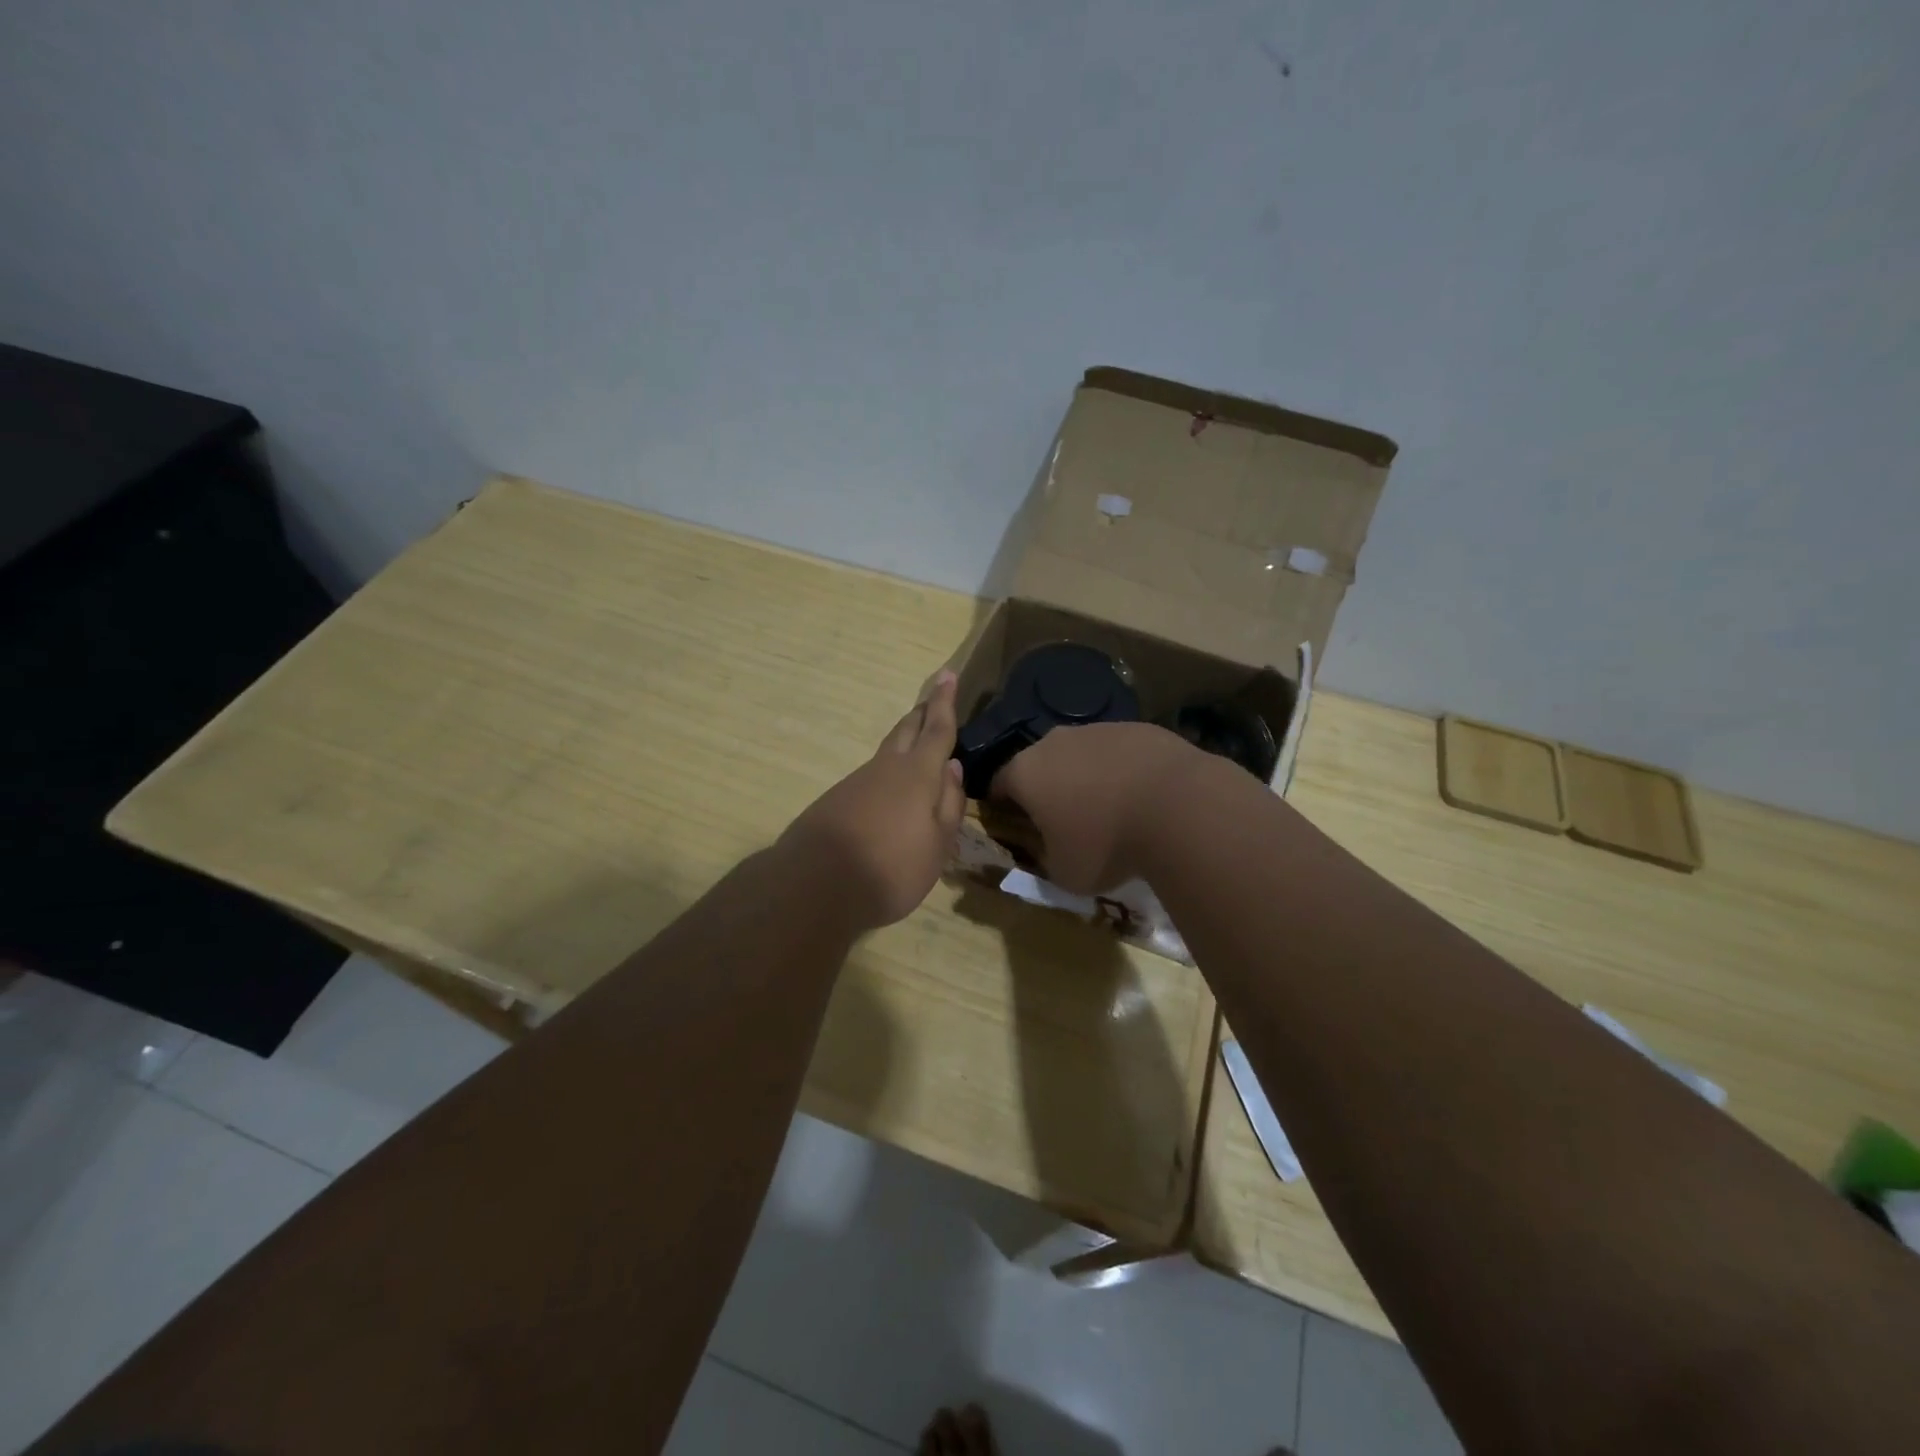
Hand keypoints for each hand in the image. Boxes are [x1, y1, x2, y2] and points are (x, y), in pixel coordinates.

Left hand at [780, 671, 967, 930]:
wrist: (813, 885)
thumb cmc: (891, 868)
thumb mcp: (937, 845)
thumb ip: (949, 804)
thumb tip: (953, 767)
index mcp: (917, 774)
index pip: (937, 729)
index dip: (944, 702)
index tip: (947, 674)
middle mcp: (886, 768)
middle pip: (906, 731)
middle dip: (922, 713)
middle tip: (933, 698)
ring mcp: (857, 782)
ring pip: (887, 752)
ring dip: (904, 741)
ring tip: (918, 742)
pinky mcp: (836, 800)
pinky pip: (871, 775)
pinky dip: (887, 772)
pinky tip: (889, 791)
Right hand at [989, 720, 1202, 894]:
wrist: (1179, 807)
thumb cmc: (1107, 845)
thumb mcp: (1065, 874)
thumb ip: (1046, 860)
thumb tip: (1049, 851)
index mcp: (1025, 773)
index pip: (998, 785)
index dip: (1003, 807)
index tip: (1017, 828)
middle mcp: (1054, 742)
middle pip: (1040, 764)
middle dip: (1047, 789)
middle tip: (1065, 820)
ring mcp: (1097, 729)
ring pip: (1080, 754)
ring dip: (1086, 777)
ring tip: (1110, 809)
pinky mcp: (1137, 727)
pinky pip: (1118, 751)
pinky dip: (1122, 770)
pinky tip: (1143, 797)